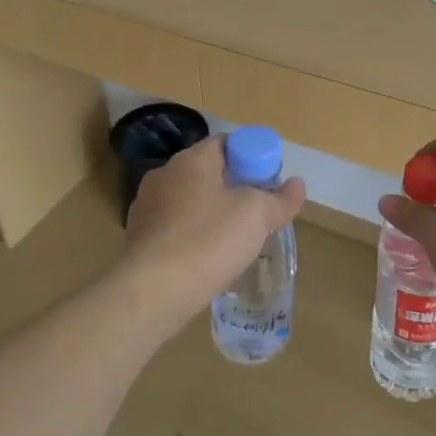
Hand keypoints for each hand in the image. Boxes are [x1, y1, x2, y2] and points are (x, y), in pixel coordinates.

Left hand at [118, 137, 306, 332]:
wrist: (153, 291)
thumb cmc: (208, 241)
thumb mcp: (256, 216)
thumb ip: (280, 199)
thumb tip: (297, 184)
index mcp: (192, 160)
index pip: (227, 144)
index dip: (253, 158)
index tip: (269, 183)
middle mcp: (164, 175)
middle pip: (208, 173)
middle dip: (235, 189)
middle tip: (259, 214)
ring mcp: (147, 207)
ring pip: (191, 202)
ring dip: (213, 215)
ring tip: (236, 242)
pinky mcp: (139, 238)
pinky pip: (175, 229)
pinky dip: (194, 237)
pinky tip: (208, 261)